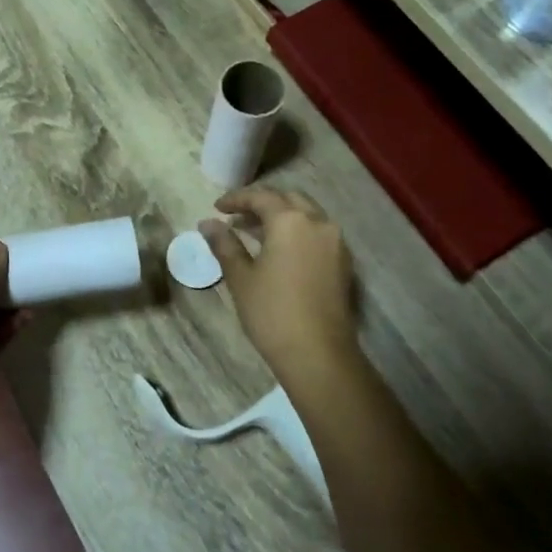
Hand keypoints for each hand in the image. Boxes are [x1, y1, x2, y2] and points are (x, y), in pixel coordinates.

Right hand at [200, 189, 357, 381]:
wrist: (318, 354)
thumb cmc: (272, 312)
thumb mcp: (241, 277)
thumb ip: (225, 244)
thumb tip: (207, 223)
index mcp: (291, 220)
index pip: (261, 197)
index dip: (236, 199)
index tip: (217, 208)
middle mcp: (318, 222)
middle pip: (288, 199)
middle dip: (262, 203)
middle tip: (237, 217)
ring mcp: (336, 242)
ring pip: (306, 215)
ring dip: (281, 217)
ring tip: (254, 233)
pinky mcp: (344, 262)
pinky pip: (317, 233)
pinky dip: (297, 232)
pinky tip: (280, 251)